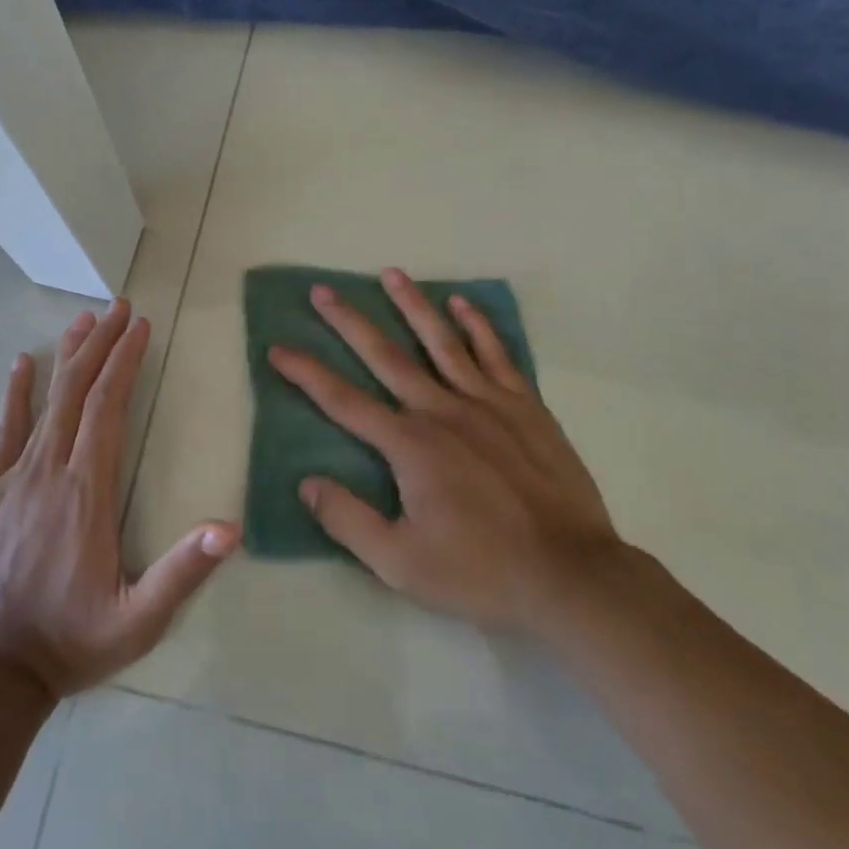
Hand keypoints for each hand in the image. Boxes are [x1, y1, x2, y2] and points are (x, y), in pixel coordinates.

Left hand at [0, 299, 237, 699]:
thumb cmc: (71, 640)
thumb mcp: (139, 620)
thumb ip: (183, 572)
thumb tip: (231, 527)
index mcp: (87, 491)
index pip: (108, 408)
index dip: (125, 363)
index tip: (140, 327)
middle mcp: (51, 471)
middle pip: (78, 392)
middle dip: (101, 345)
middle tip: (117, 307)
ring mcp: (16, 478)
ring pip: (45, 403)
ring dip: (66, 357)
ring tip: (82, 320)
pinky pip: (5, 432)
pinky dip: (15, 394)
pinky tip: (21, 364)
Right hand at [269, 269, 622, 635]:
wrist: (570, 575)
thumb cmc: (480, 572)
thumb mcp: (400, 564)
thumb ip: (348, 520)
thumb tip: (306, 482)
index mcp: (409, 445)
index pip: (342, 401)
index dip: (306, 373)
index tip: (278, 348)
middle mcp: (441, 410)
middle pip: (385, 356)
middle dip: (348, 321)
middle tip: (321, 290)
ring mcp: (486, 403)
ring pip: (440, 341)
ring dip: (412, 305)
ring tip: (390, 273)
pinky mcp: (524, 406)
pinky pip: (495, 355)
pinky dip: (477, 326)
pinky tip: (461, 303)